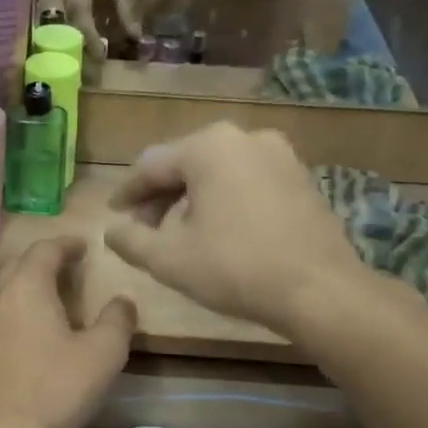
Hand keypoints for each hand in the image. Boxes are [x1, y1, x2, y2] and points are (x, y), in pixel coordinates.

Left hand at [0, 238, 136, 427]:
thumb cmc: (55, 390)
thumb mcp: (103, 355)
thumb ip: (117, 321)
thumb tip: (122, 302)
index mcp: (26, 288)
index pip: (44, 250)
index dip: (65, 244)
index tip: (81, 246)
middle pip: (16, 267)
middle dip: (40, 263)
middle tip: (63, 270)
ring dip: (20, 289)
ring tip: (41, 300)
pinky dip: (6, 315)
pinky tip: (18, 335)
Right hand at [104, 124, 367, 333]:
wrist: (317, 289)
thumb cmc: (233, 268)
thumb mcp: (168, 259)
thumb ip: (130, 240)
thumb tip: (110, 231)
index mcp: (208, 147)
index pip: (151, 165)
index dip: (127, 192)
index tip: (112, 214)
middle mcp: (245, 137)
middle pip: (187, 164)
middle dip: (161, 196)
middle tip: (144, 228)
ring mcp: (280, 155)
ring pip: (219, 172)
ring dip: (192, 200)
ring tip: (179, 235)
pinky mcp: (301, 179)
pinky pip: (248, 182)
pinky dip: (225, 201)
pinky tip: (219, 233)